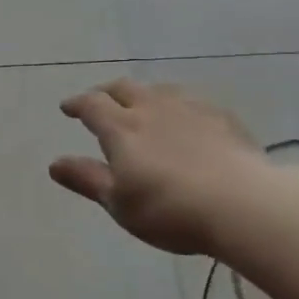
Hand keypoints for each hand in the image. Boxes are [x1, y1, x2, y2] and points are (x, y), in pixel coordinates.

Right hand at [50, 79, 269, 255]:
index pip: (91, 105)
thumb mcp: (119, 203)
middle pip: (123, 88)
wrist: (244, 205)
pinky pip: (191, 100)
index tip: (67, 108)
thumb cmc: (170, 209)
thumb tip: (54, 164)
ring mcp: (190, 108)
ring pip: (159, 90)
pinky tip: (185, 118)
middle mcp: (151, 108)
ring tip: (142, 106)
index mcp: (121, 128)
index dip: (77, 104)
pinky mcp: (223, 117)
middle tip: (100, 101)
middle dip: (106, 92)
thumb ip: (86, 179)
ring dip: (143, 95)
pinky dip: (177, 105)